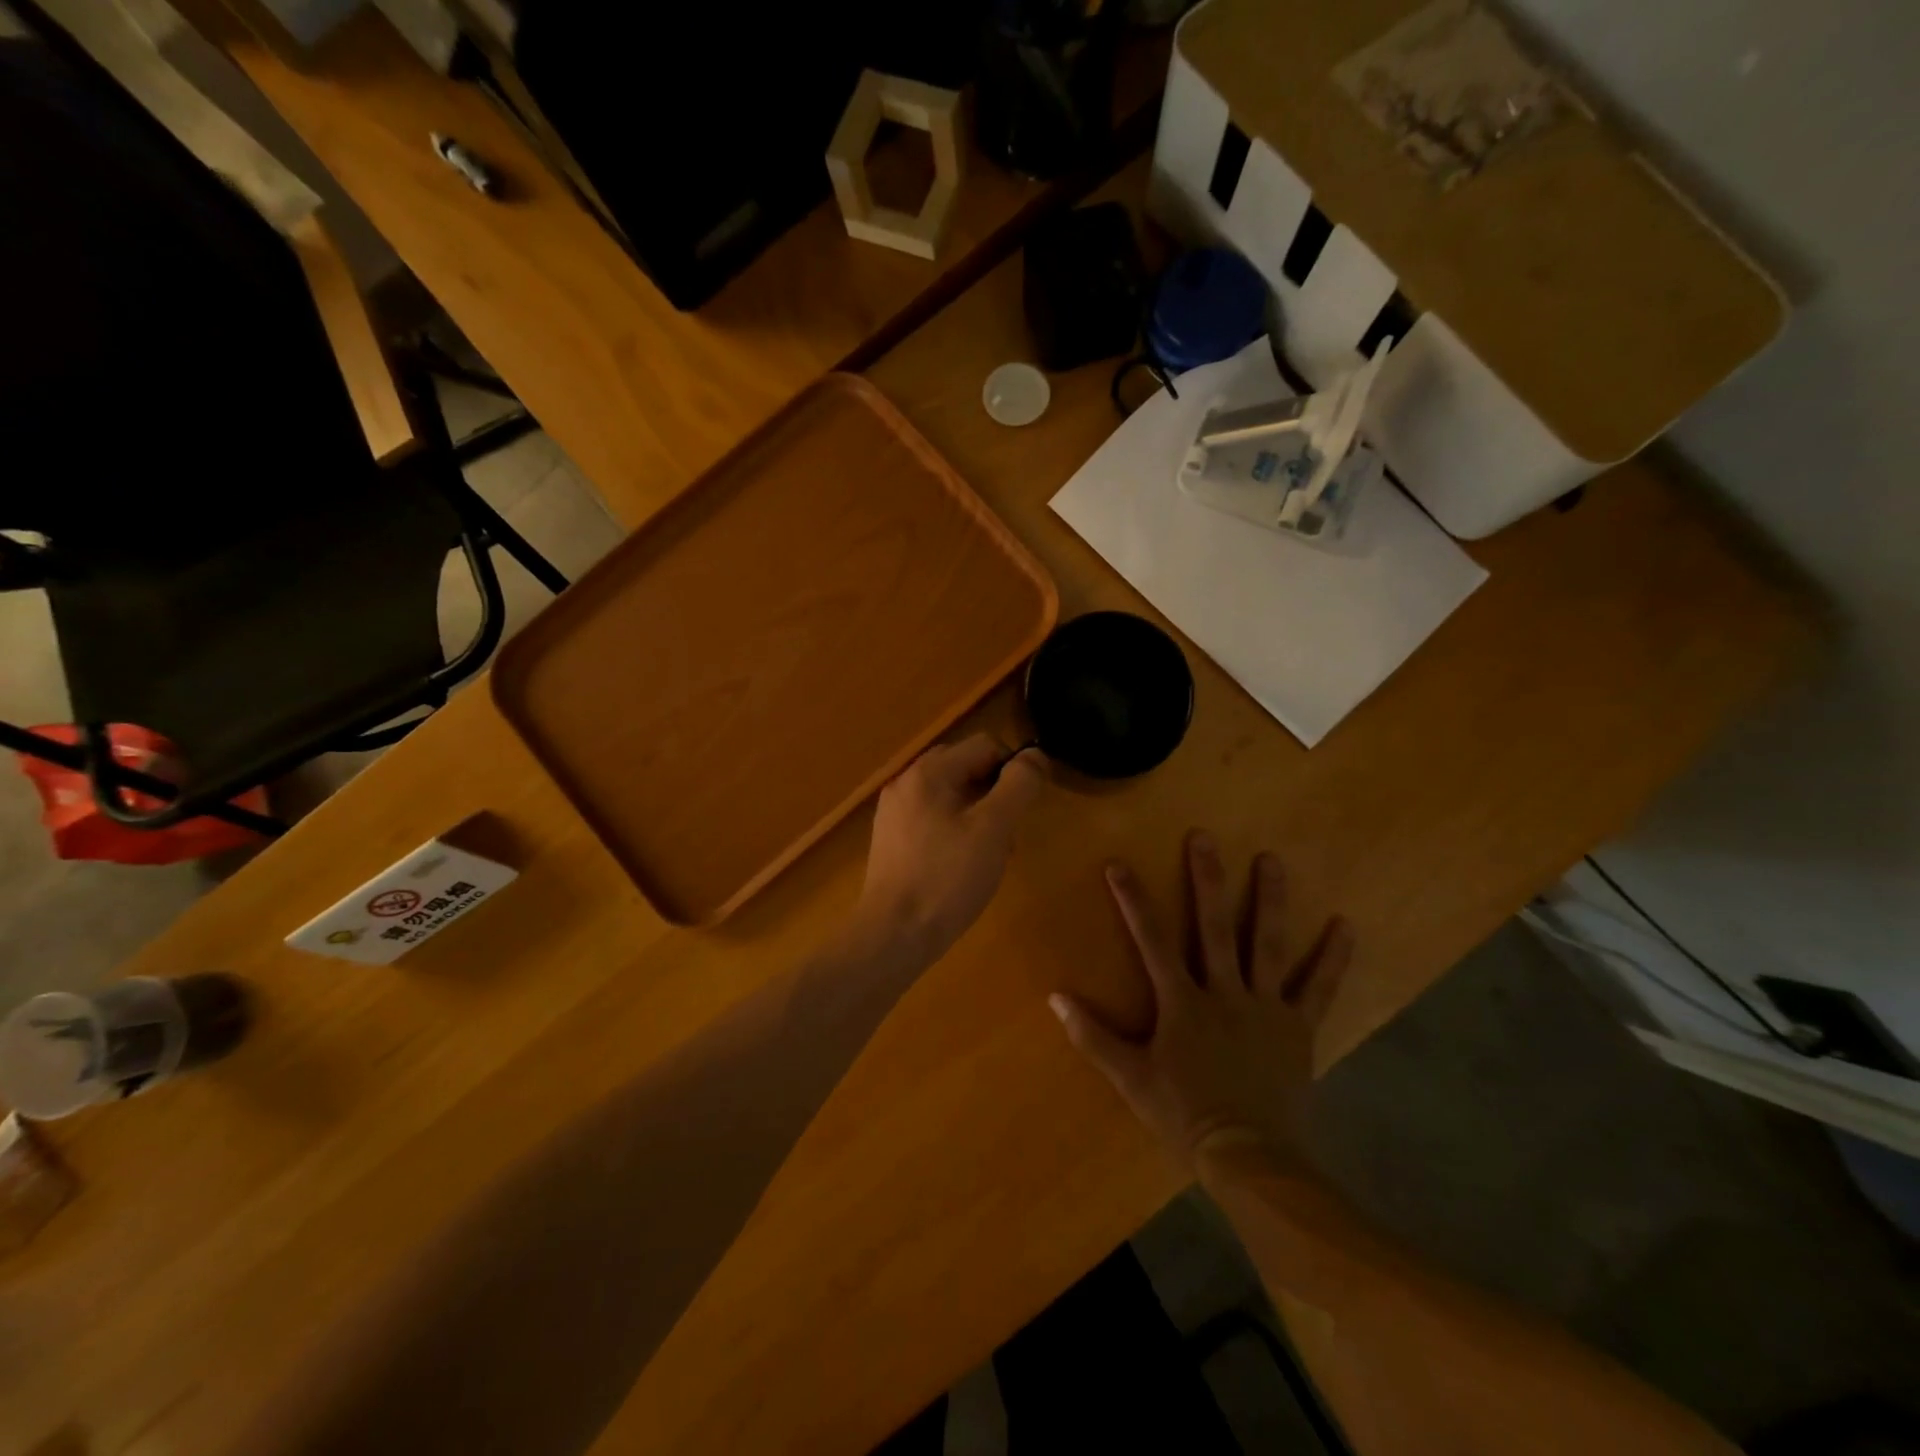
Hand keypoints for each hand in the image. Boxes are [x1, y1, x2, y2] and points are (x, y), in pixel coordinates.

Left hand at [854, 735, 1047, 966]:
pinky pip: (933, 819)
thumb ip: (1018, 786)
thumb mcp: (993, 829)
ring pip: (950, 796)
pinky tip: (964, 867)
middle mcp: (905, 783)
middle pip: (965, 768)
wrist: (894, 934)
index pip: (984, 746)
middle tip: (1009, 833)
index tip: (1026, 808)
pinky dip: (956, 831)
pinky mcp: (891, 841)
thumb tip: (1034, 756)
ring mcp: (894, 813)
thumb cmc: (947, 878)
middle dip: (995, 793)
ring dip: (979, 815)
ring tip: (991, 856)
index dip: (1014, 769)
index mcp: (928, 773)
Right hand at [1049, 831, 1352, 1169]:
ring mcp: (1265, 1007)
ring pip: (1266, 944)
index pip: (1151, 941)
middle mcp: (1224, 992)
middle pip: (1213, 927)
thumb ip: (1092, 1036)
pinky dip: (1333, 957)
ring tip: (1272, 859)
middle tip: (1204, 838)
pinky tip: (1346, 925)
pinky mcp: (1298, 1027)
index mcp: (1182, 1002)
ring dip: (1269, 900)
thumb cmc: (1184, 1115)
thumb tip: (1055, 998)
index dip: (1133, 901)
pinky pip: (1319, 988)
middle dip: (1206, 880)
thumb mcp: (1130, 1078)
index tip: (1119, 864)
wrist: (1248, 1157)